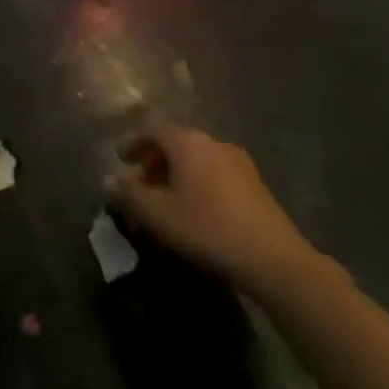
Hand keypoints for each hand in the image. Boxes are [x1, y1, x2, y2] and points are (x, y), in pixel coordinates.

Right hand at [110, 120, 314, 293]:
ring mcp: (238, 161)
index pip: (152, 129)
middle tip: (141, 184)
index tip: (121, 160)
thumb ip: (129, 193)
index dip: (133, 143)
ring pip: (197, 158)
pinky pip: (216, 173)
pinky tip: (197, 210)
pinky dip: (199, 183)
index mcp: (187, 141)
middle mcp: (212, 142)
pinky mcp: (256, 184)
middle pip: (175, 142)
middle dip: (155, 160)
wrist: (274, 259)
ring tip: (168, 200)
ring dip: (177, 173)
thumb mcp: (157, 214)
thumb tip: (114, 179)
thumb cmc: (207, 228)